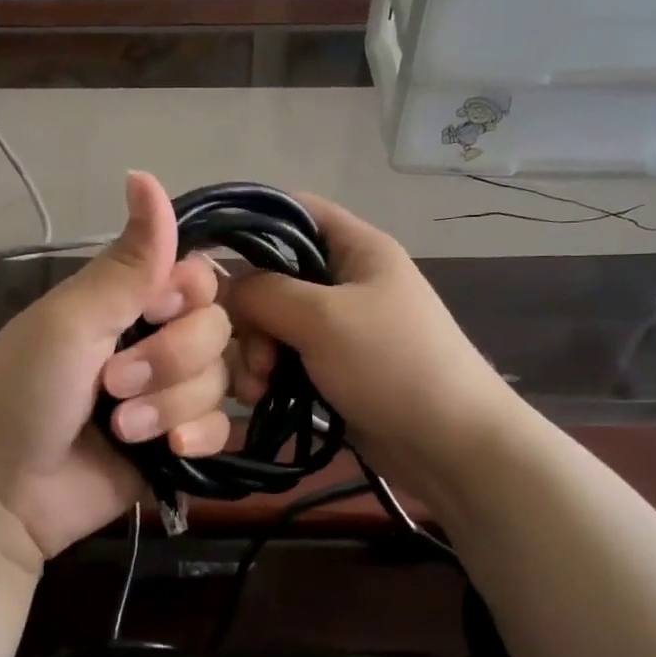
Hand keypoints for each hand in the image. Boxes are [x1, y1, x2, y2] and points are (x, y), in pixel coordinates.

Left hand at [0, 172, 232, 565]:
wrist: (1, 496)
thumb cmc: (22, 394)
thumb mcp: (71, 321)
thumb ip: (127, 262)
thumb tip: (145, 174)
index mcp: (124, 301)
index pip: (197, 276)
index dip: (190, 293)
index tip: (158, 308)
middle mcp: (152, 340)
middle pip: (216, 328)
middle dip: (170, 359)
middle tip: (114, 385)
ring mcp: (167, 394)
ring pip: (220, 380)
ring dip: (173, 404)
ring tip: (123, 428)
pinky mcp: (176, 443)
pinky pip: (221, 427)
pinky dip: (198, 437)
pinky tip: (166, 451)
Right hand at [225, 193, 521, 505]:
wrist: (449, 445)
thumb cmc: (392, 364)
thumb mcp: (323, 317)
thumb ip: (264, 292)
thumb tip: (224, 288)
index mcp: (355, 247)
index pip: (292, 211)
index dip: (248, 223)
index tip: (206, 259)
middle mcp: (343, 280)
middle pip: (272, 276)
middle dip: (249, 315)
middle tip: (253, 354)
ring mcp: (337, 327)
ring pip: (271, 323)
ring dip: (254, 353)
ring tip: (257, 388)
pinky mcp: (331, 367)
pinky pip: (283, 358)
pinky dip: (267, 375)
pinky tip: (260, 399)